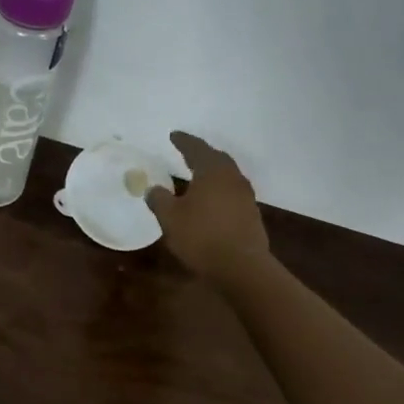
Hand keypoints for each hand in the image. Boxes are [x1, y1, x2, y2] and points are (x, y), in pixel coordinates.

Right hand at [146, 131, 271, 284]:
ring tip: (199, 175)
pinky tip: (211, 200)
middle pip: (217, 158)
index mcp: (212, 171)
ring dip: (212, 172)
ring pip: (227, 175)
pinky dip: (219, 190)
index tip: (174, 135)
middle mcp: (232, 178)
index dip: (183, 141)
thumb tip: (153, 189)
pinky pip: (232, 192)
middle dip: (201, 154)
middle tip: (188, 152)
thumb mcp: (170, 218)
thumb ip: (159, 200)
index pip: (196, 149)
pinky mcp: (251, 214)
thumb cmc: (201, 236)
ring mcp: (245, 196)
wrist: (241, 267)